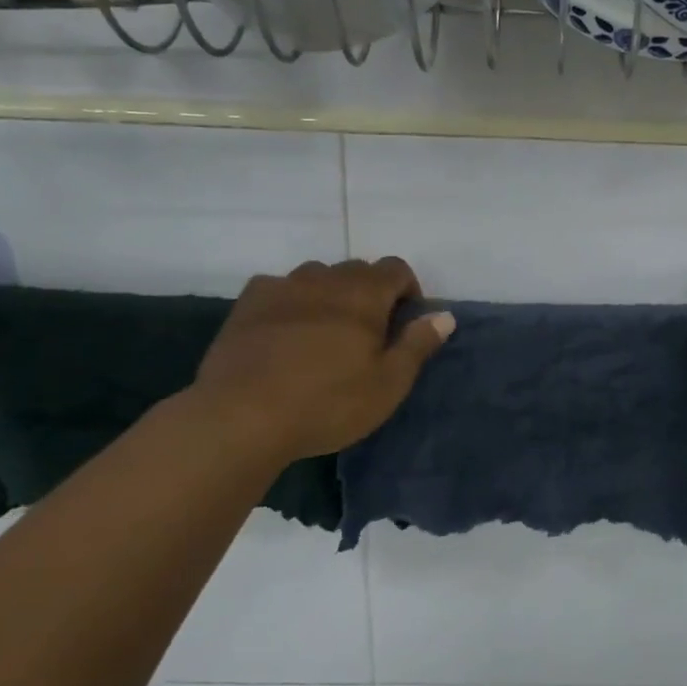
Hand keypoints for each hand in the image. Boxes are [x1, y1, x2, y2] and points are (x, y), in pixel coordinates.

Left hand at [191, 257, 453, 461]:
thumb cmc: (327, 403)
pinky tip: (285, 332)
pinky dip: (292, 301)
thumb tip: (445, 315)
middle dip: (370, 292)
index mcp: (364, 294)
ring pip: (317, 276)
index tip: (404, 322)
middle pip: (356, 269)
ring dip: (330, 294)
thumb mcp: (388, 383)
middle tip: (367, 334)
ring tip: (325, 333)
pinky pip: (279, 288)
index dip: (407, 289)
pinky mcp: (247, 303)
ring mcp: (281, 286)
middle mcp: (324, 279)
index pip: (396, 268)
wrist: (241, 417)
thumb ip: (418, 344)